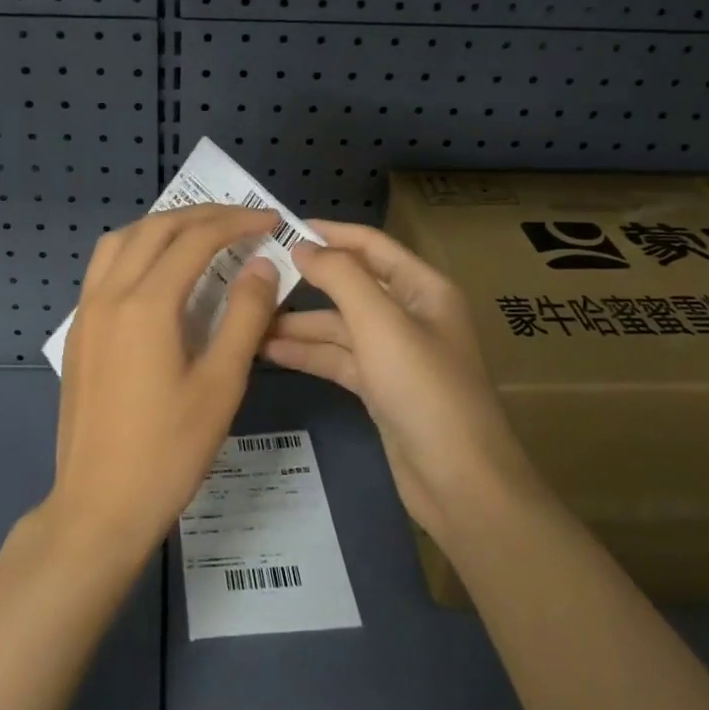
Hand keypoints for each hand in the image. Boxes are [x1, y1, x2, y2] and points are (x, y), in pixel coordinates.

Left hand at [48, 204, 281, 561]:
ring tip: (200, 235)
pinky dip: (136, 249)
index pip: (196, 240)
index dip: (236, 223)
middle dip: (202, 216)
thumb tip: (261, 267)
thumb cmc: (169, 451)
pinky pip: (104, 267)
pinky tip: (158, 272)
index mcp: (147, 305)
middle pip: (156, 229)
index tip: (269, 222)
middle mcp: (110, 295)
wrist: (99, 505)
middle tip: (242, 220)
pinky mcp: (79, 332)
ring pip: (122, 241)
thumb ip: (245, 318)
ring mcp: (87, 312)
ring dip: (163, 226)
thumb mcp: (221, 386)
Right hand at [263, 220, 535, 542]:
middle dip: (307, 282)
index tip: (282, 228)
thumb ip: (340, 277)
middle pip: (352, 286)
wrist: (460, 481)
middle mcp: (410, 314)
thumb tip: (303, 246)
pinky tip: (269, 352)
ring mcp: (395, 354)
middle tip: (255, 276)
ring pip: (340, 326)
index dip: (330, 233)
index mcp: (423, 288)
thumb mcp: (381, 324)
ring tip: (249, 320)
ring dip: (299, 323)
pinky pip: (339, 359)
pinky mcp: (381, 388)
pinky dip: (308, 354)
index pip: (371, 246)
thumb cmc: (424, 389)